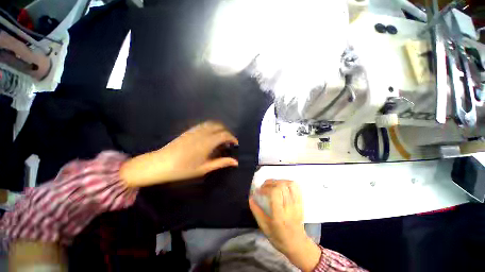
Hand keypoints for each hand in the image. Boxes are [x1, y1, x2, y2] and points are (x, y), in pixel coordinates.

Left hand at [120, 121, 238, 186]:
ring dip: (219, 128)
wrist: (160, 164)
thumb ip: (221, 163)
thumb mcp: (204, 168)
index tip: (235, 144)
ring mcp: (195, 130)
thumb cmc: (183, 169)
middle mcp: (203, 133)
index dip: (232, 138)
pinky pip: (204, 124)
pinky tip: (210, 135)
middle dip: (227, 132)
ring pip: (211, 123)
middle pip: (219, 126)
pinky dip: (211, 127)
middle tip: (228, 141)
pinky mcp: (189, 130)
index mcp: (207, 142)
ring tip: (221, 137)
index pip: (224, 135)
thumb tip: (235, 162)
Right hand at [249, 180, 320, 271]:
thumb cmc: (279, 238)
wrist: (297, 244)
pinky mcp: (301, 202)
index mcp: (280, 215)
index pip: (275, 193)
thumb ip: (256, 211)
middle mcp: (290, 207)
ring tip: (272, 185)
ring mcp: (297, 204)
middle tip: (264, 187)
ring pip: (290, 184)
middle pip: (282, 186)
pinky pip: (296, 186)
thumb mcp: (264, 227)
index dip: (266, 188)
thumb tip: (251, 197)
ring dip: (278, 181)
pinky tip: (281, 186)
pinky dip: (287, 182)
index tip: (259, 191)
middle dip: (270, 183)